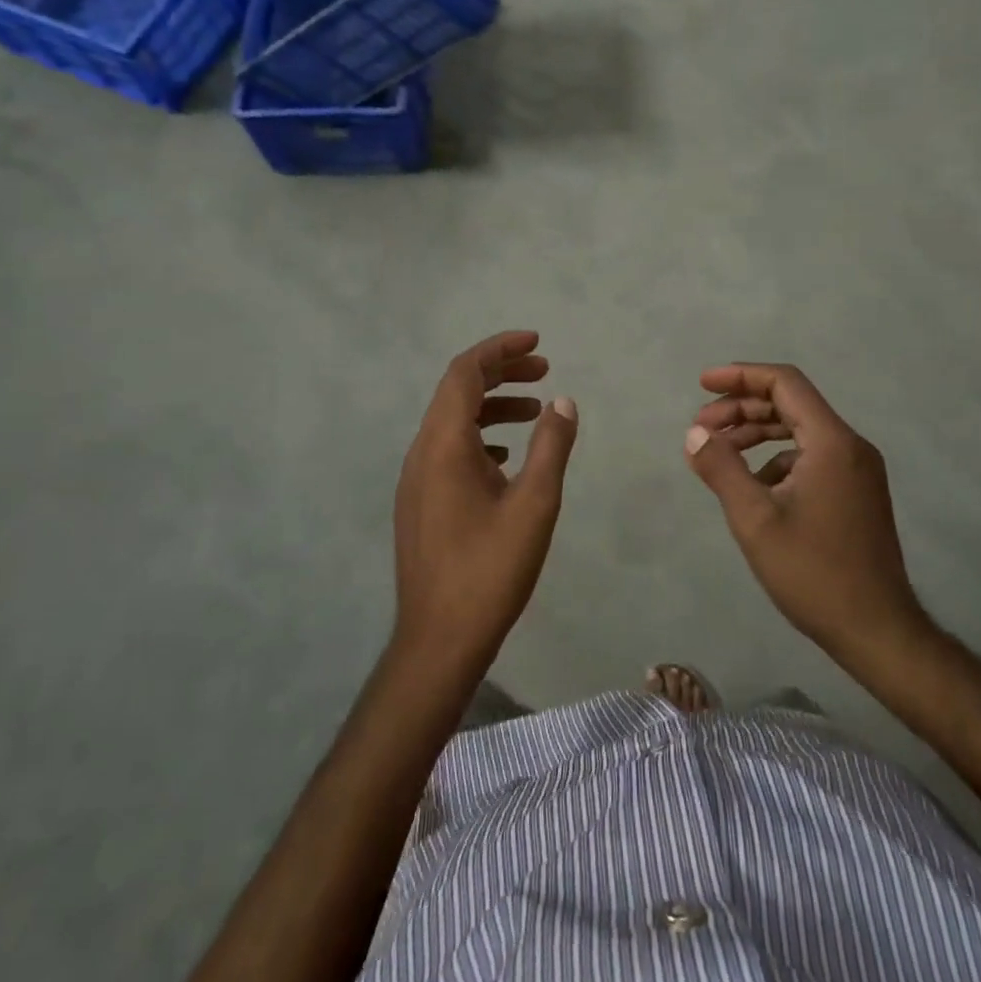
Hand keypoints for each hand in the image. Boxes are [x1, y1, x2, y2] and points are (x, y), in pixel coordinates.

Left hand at [393, 331, 578, 675]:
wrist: (438, 639)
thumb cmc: (489, 570)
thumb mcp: (534, 505)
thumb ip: (550, 447)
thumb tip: (563, 402)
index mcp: (443, 445)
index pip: (465, 373)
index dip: (499, 349)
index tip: (537, 342)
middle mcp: (422, 452)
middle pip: (457, 391)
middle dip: (501, 372)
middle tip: (544, 369)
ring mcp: (417, 479)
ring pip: (453, 422)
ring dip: (493, 406)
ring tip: (536, 409)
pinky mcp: (421, 502)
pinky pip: (449, 450)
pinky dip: (481, 437)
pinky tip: (508, 456)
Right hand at [685, 363, 935, 665]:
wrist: (877, 631)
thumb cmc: (814, 573)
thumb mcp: (755, 520)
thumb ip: (722, 468)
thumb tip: (694, 434)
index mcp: (831, 442)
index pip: (784, 383)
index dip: (740, 376)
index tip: (702, 384)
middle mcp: (850, 446)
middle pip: (790, 404)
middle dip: (742, 408)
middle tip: (701, 427)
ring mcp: (857, 471)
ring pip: (799, 431)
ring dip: (757, 434)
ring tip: (719, 452)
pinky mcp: (856, 493)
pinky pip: (810, 457)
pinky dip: (776, 459)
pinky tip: (752, 486)